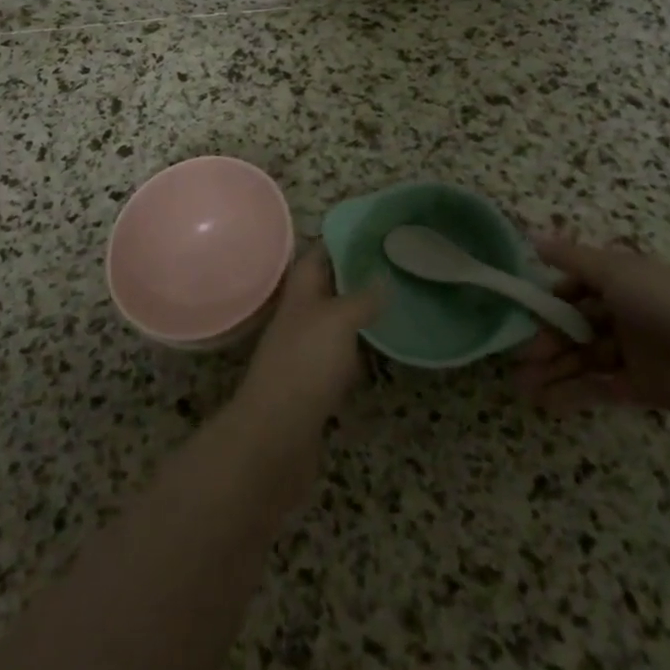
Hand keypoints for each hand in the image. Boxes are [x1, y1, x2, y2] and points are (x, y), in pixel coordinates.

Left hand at [225, 250, 382, 462]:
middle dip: (354, 278)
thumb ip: (362, 298)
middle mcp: (299, 318)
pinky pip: (339, 359)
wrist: (276, 436)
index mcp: (300, 293)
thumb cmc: (306, 364)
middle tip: (392, 268)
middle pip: (326, 289)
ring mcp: (304, 353)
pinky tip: (379, 355)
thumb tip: (383, 279)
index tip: (373, 232)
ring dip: (357, 316)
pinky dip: (357, 354)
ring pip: (334, 324)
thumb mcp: (339, 320)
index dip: (340, 241)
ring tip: (393, 306)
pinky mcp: (313, 386)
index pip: (318, 256)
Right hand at [514, 233, 669, 422]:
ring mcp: (631, 349)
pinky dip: (573, 392)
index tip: (522, 313)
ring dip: (552, 369)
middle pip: (575, 324)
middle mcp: (623, 311)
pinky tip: (546, 402)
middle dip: (545, 339)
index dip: (548, 299)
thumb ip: (572, 258)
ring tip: (523, 386)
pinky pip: (599, 385)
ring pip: (582, 357)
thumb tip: (533, 238)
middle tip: (518, 358)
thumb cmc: (664, 306)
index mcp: (620, 279)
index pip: (574, 285)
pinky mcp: (639, 385)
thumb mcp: (615, 272)